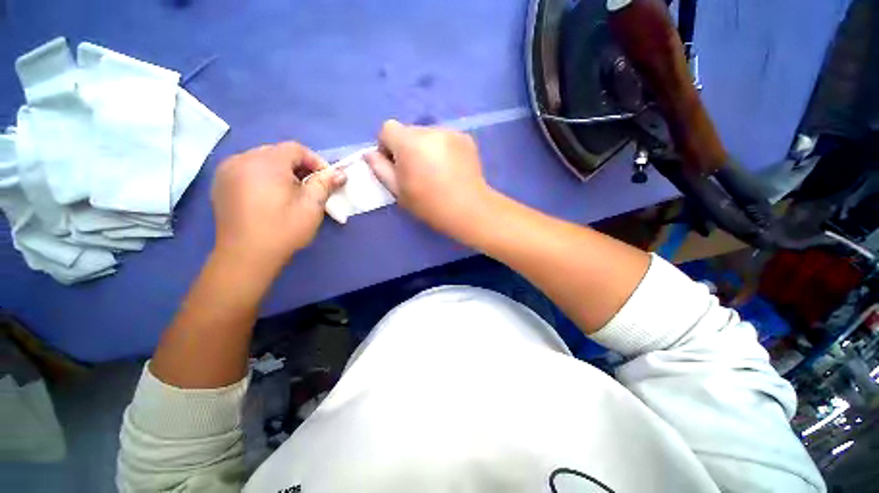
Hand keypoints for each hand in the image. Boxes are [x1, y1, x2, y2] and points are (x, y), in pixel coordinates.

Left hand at [211, 142, 345, 274]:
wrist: (246, 256)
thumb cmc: (283, 229)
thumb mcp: (311, 206)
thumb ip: (325, 184)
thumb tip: (340, 173)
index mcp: (265, 162)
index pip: (295, 149)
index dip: (315, 161)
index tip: (326, 179)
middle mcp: (242, 159)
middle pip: (277, 153)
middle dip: (298, 166)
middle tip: (310, 187)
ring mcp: (227, 171)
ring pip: (261, 161)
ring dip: (280, 171)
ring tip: (291, 192)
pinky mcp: (220, 184)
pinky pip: (246, 170)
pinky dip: (263, 177)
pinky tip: (270, 196)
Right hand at [364, 120, 492, 237]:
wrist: (469, 209)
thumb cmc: (429, 205)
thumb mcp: (399, 192)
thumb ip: (380, 169)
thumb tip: (370, 153)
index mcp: (409, 142)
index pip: (387, 128)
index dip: (387, 146)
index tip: (395, 165)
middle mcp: (430, 130)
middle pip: (409, 131)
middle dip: (407, 148)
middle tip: (417, 172)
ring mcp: (451, 132)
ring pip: (428, 135)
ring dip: (425, 148)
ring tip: (436, 171)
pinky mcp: (466, 138)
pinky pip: (445, 139)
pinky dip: (443, 149)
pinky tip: (451, 169)